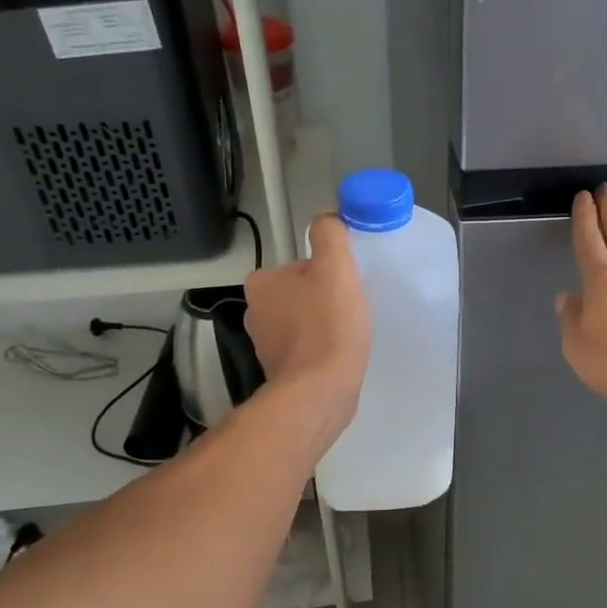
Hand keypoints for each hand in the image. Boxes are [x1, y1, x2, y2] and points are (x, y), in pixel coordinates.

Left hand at [244, 215, 371, 441]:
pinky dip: (321, 349)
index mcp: (261, 283)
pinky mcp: (280, 371)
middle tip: (351, 309)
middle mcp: (255, 312)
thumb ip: (329, 235)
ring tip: (348, 334)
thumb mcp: (335, 267)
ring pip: (303, 321)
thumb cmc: (328, 325)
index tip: (346, 286)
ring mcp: (265, 345)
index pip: (300, 265)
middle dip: (324, 299)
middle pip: (301, 293)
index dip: (327, 272)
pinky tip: (339, 355)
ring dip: (324, 324)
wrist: (321, 391)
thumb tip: (327, 216)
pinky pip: (305, 349)